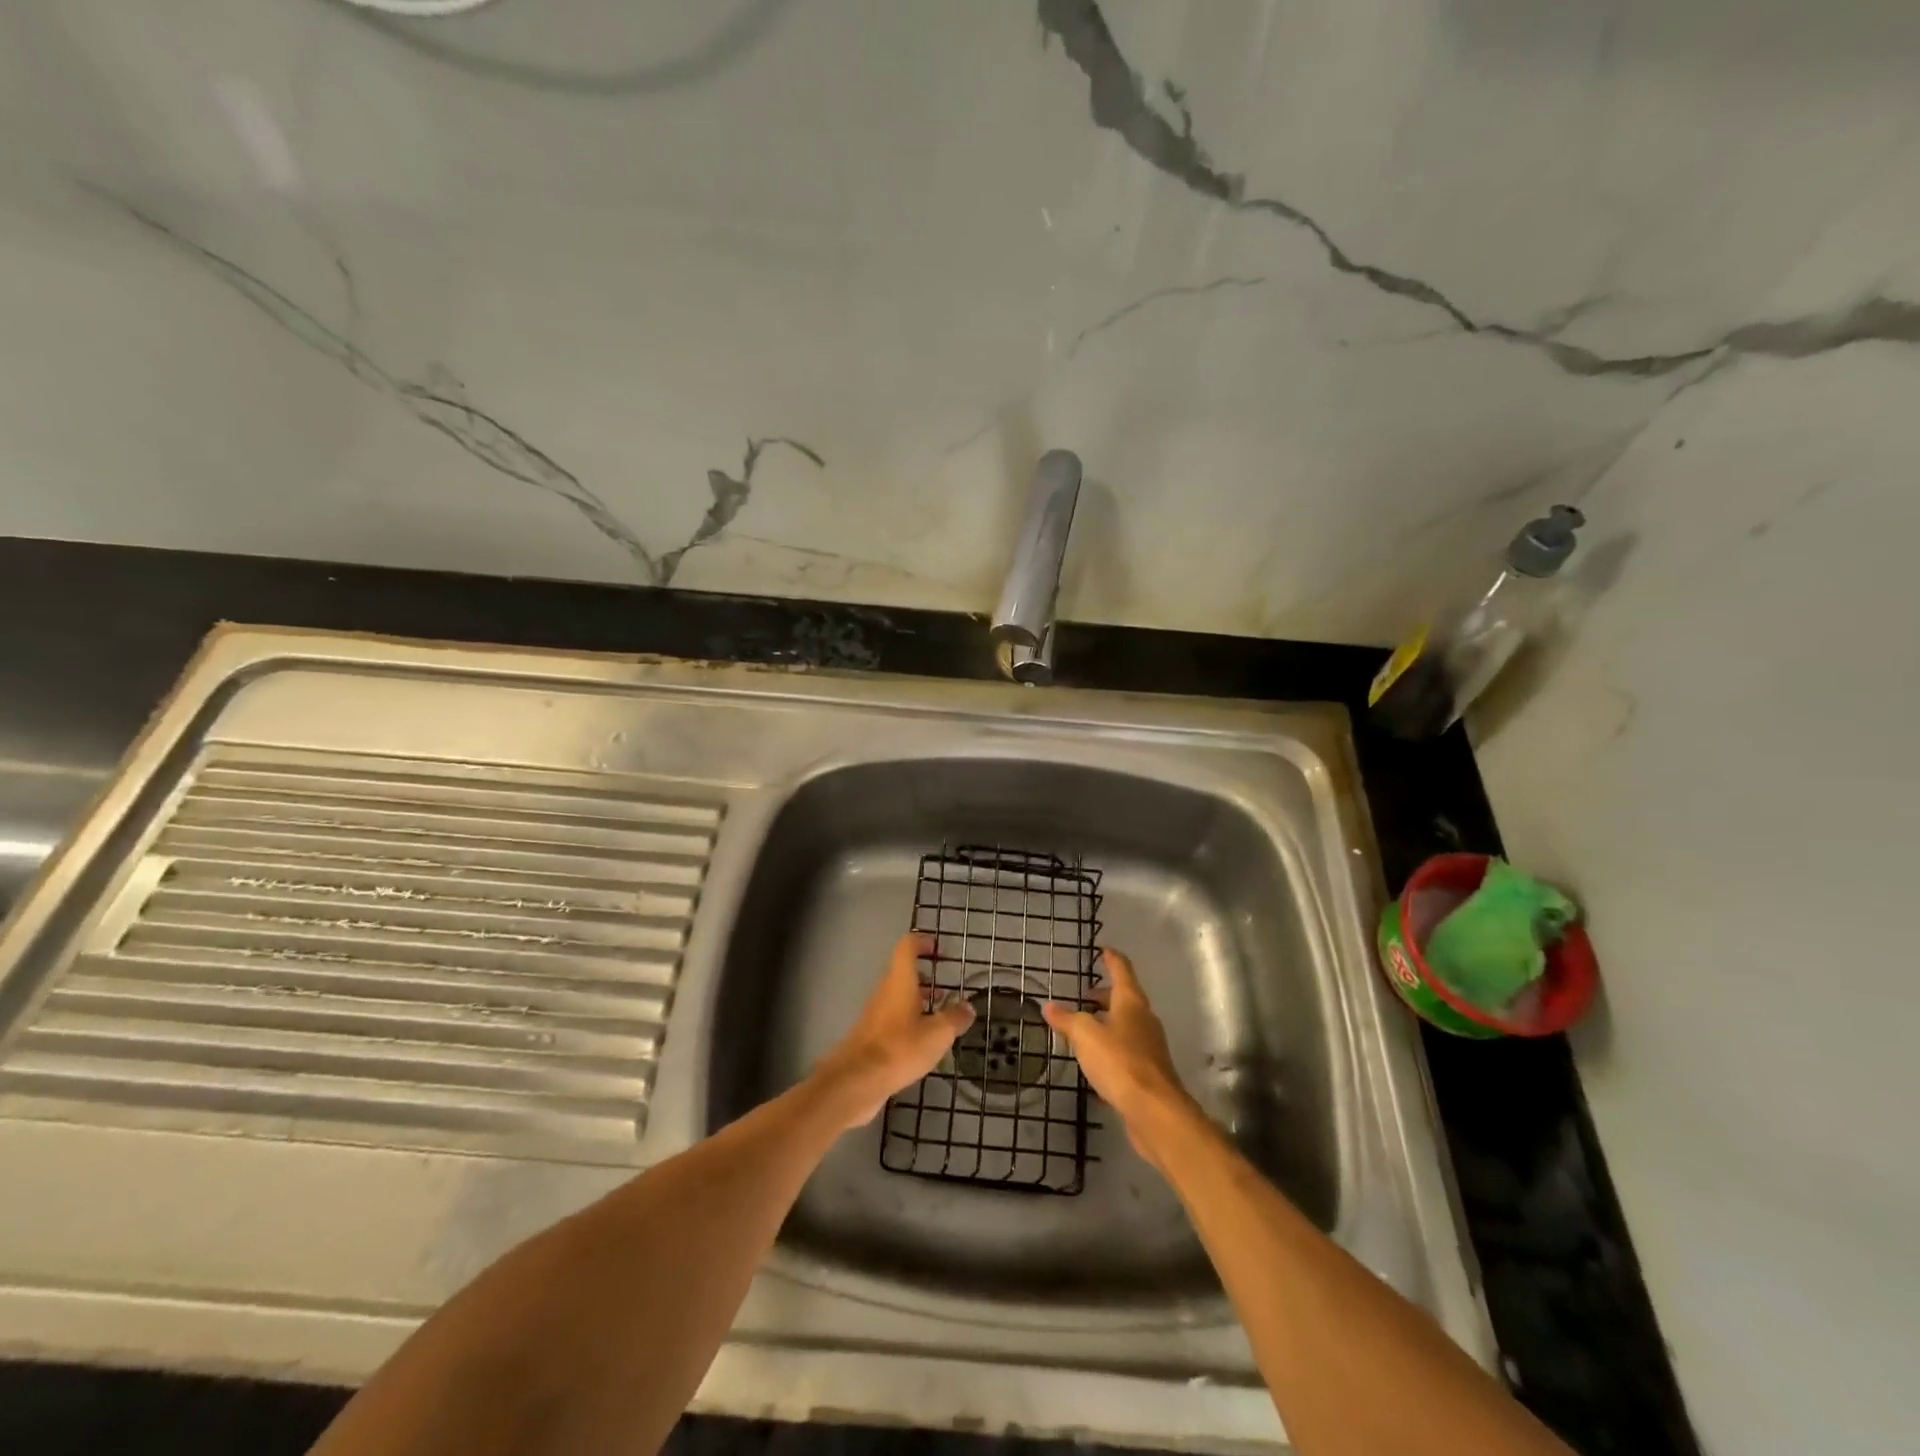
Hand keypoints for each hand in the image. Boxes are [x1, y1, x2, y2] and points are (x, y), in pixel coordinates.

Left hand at [812, 933, 974, 1129]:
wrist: (855, 1081)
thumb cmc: (899, 1048)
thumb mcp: (937, 1033)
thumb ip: (955, 1018)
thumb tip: (968, 1007)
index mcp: (900, 981)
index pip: (907, 946)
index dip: (923, 942)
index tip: (940, 950)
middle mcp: (885, 991)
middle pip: (903, 972)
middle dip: (925, 977)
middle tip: (946, 988)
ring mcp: (875, 1013)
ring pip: (898, 997)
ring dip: (918, 1000)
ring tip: (940, 1015)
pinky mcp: (871, 1035)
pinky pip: (893, 1018)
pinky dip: (909, 1021)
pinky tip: (923, 1042)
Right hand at [1043, 947, 1199, 1166]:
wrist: (1154, 1111)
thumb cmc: (1120, 1061)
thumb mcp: (1085, 1035)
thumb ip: (1067, 1020)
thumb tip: (1050, 1006)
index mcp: (1131, 1002)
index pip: (1122, 970)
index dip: (1111, 958)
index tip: (1103, 949)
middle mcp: (1143, 1020)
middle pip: (1124, 999)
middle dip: (1104, 996)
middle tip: (1083, 997)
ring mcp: (1148, 1047)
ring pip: (1125, 1027)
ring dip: (1106, 1024)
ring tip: (1083, 1030)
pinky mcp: (1147, 1073)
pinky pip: (1125, 1053)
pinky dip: (1109, 1052)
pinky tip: (1094, 1065)